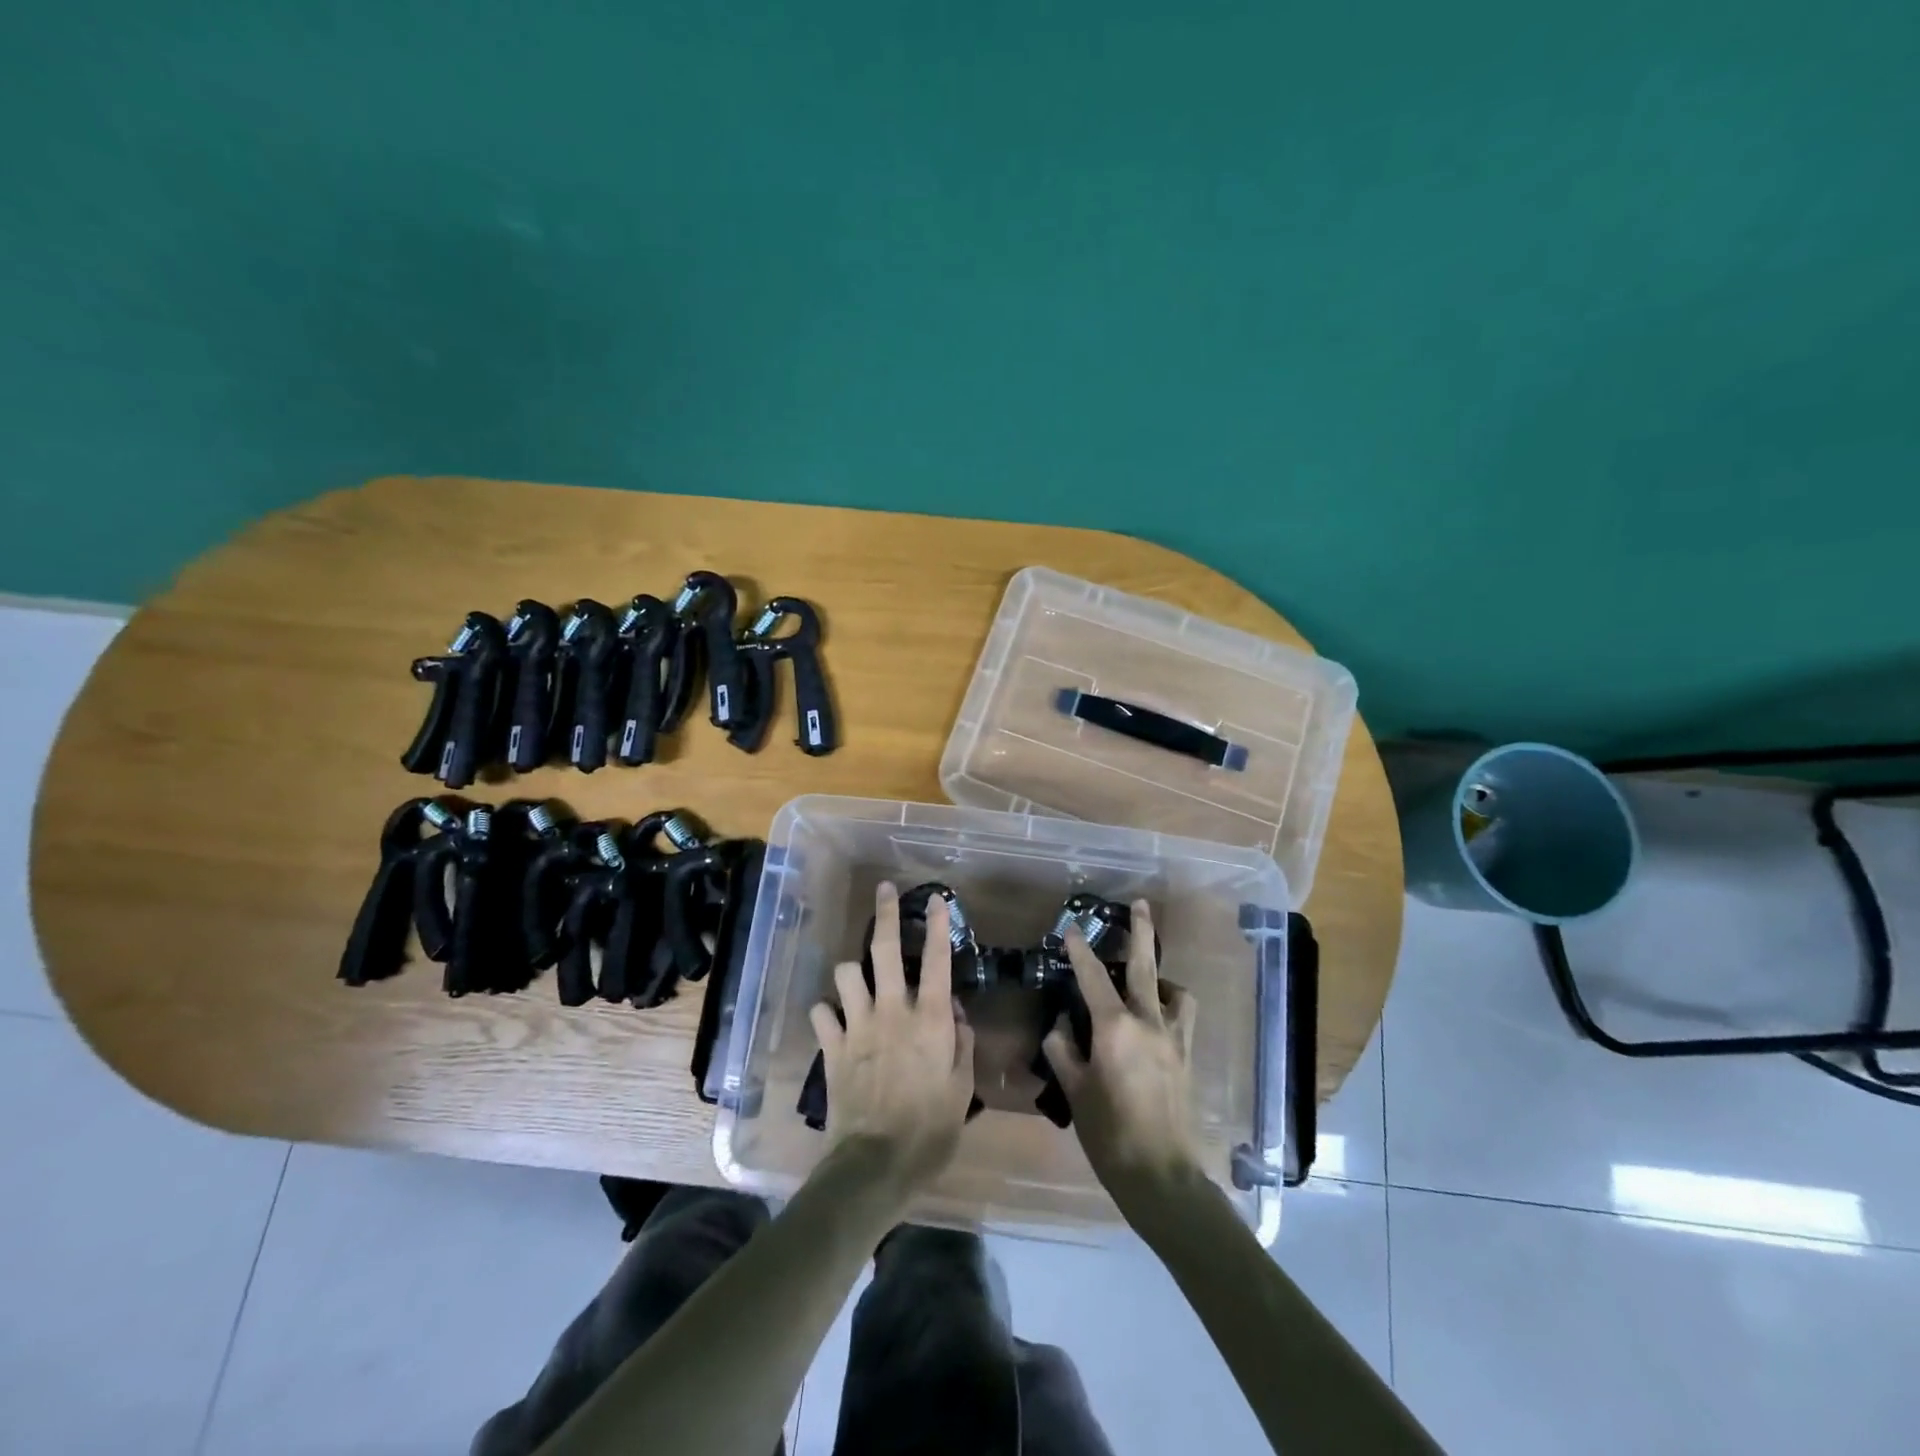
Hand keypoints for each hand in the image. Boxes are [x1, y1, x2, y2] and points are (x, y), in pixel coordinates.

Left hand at [809, 882, 977, 1202]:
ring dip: (853, 972)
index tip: (935, 899)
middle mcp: (892, 1010)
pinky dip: (827, 1012)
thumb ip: (961, 1043)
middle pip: (883, 948)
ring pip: (846, 973)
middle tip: (885, 891)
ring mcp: (857, 1025)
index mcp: (929, 1019)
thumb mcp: (962, 1088)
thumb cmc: (931, 1129)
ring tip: (859, 980)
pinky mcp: (831, 1046)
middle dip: (885, 913)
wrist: (876, 1164)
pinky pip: (821, 1012)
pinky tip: (834, 1020)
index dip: (936, 924)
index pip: (936, 959)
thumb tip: (953, 1011)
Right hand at [1042, 900, 1203, 1219]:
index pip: (1092, 978)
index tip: (1071, 929)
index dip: (1079, 951)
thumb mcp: (1075, 1091)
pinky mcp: (1186, 1055)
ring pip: (1173, 990)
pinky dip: (1171, 1004)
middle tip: (1140, 904)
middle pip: (1144, 966)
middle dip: (1140, 932)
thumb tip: (1060, 1025)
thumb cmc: (1110, 1134)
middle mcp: (1148, 1022)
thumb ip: (1063, 1050)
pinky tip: (1158, 1016)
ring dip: (1160, 975)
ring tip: (1147, 977)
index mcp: (1115, 1029)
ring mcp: (1173, 1038)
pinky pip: (1182, 1016)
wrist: (1162, 1175)